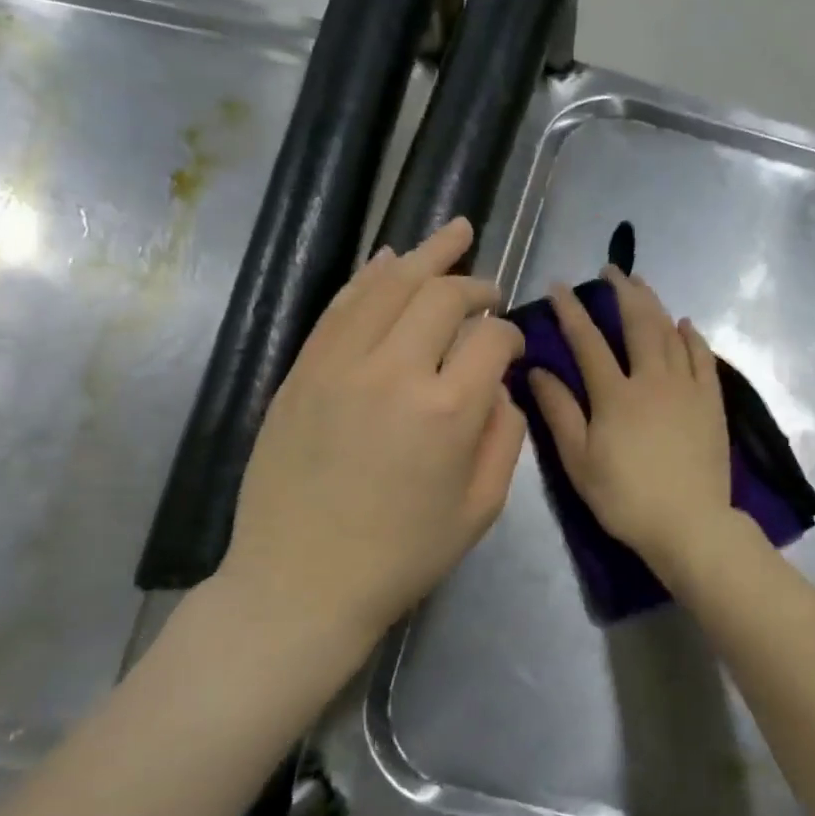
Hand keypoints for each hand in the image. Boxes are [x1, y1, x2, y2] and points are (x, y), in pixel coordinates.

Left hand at [218, 218, 525, 642]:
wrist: (302, 581)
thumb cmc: (403, 555)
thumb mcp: (481, 509)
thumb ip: (504, 436)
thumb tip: (500, 386)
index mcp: (448, 411)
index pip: (492, 340)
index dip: (511, 336)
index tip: (512, 348)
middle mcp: (393, 371)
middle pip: (443, 297)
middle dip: (475, 286)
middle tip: (490, 292)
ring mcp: (339, 365)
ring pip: (388, 286)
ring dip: (426, 256)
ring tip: (454, 234)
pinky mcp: (302, 371)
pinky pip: (340, 307)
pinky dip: (370, 276)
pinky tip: (390, 259)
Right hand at [528, 267, 737, 569]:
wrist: (689, 523)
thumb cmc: (626, 498)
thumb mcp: (579, 461)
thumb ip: (559, 413)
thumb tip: (537, 371)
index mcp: (615, 394)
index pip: (588, 341)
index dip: (572, 311)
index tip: (560, 287)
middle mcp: (652, 379)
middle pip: (638, 323)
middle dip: (623, 292)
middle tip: (612, 270)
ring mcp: (687, 388)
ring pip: (671, 334)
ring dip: (655, 305)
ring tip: (643, 285)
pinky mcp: (711, 403)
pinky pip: (703, 358)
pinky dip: (692, 337)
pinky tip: (686, 325)